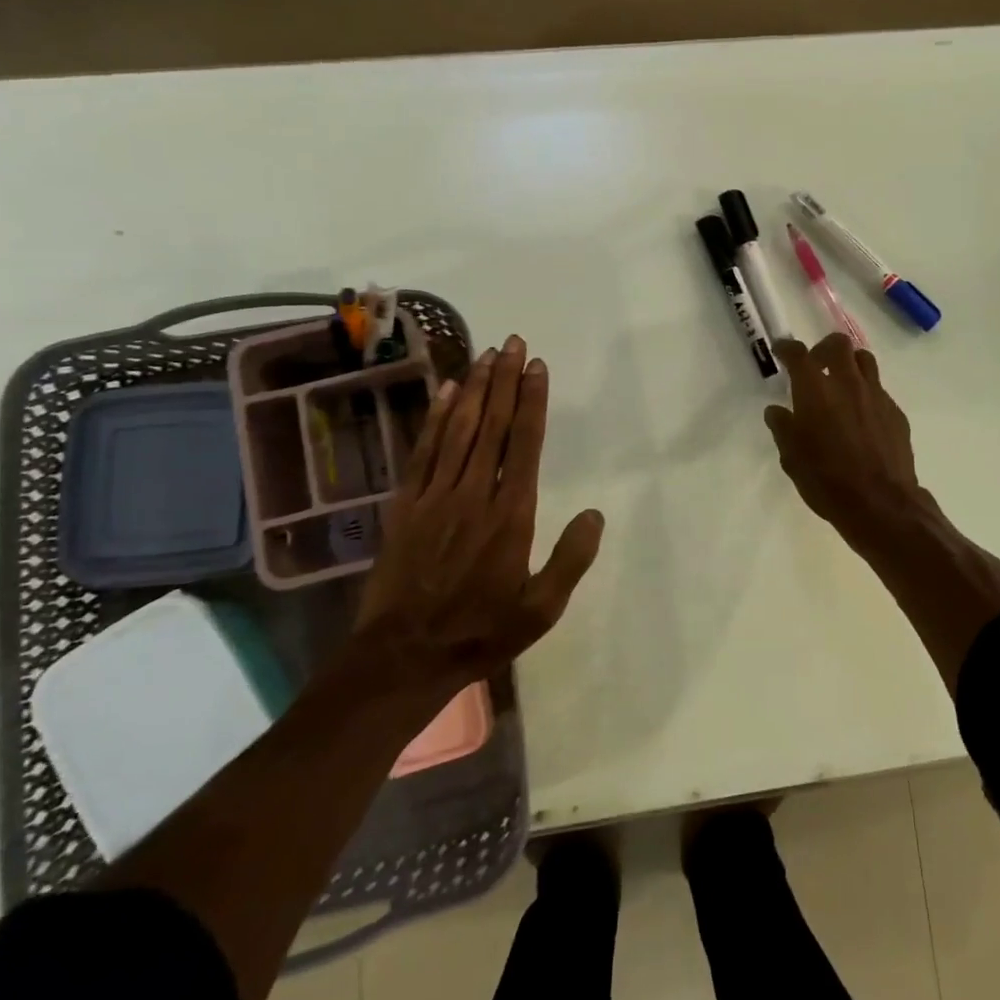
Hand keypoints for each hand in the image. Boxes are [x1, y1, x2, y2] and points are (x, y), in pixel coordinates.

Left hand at [353, 335, 604, 692]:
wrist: (403, 657)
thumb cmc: (480, 632)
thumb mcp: (540, 610)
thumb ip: (571, 560)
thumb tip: (596, 514)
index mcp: (511, 515)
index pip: (526, 444)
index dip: (532, 402)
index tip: (537, 367)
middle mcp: (474, 494)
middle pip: (493, 425)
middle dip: (505, 380)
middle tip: (513, 342)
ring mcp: (436, 496)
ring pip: (459, 430)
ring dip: (475, 389)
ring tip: (487, 354)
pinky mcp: (406, 505)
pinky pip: (424, 451)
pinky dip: (435, 418)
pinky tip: (447, 391)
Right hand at [764, 334, 924, 551]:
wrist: (881, 503)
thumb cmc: (826, 480)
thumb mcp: (792, 458)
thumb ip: (783, 428)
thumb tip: (777, 411)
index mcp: (815, 390)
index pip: (798, 354)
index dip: (787, 348)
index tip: (782, 351)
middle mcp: (847, 383)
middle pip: (838, 344)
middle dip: (823, 348)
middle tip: (815, 366)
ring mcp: (876, 396)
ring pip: (864, 360)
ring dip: (850, 364)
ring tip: (841, 384)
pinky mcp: (895, 412)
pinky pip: (879, 390)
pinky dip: (866, 393)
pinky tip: (861, 417)